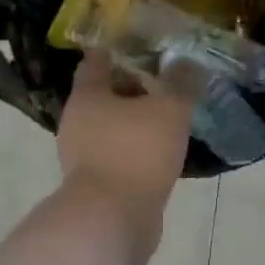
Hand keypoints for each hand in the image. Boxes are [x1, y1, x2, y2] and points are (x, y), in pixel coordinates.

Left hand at [58, 53, 193, 214]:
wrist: (112, 219)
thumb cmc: (136, 152)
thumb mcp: (169, 109)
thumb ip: (181, 83)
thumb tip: (187, 62)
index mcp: (87, 95)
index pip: (96, 61)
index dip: (118, 50)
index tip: (142, 45)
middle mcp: (76, 122)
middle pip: (103, 94)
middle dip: (131, 87)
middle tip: (164, 81)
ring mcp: (81, 156)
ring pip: (110, 126)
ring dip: (134, 120)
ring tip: (167, 117)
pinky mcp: (94, 183)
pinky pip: (117, 154)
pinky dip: (135, 148)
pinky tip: (159, 151)